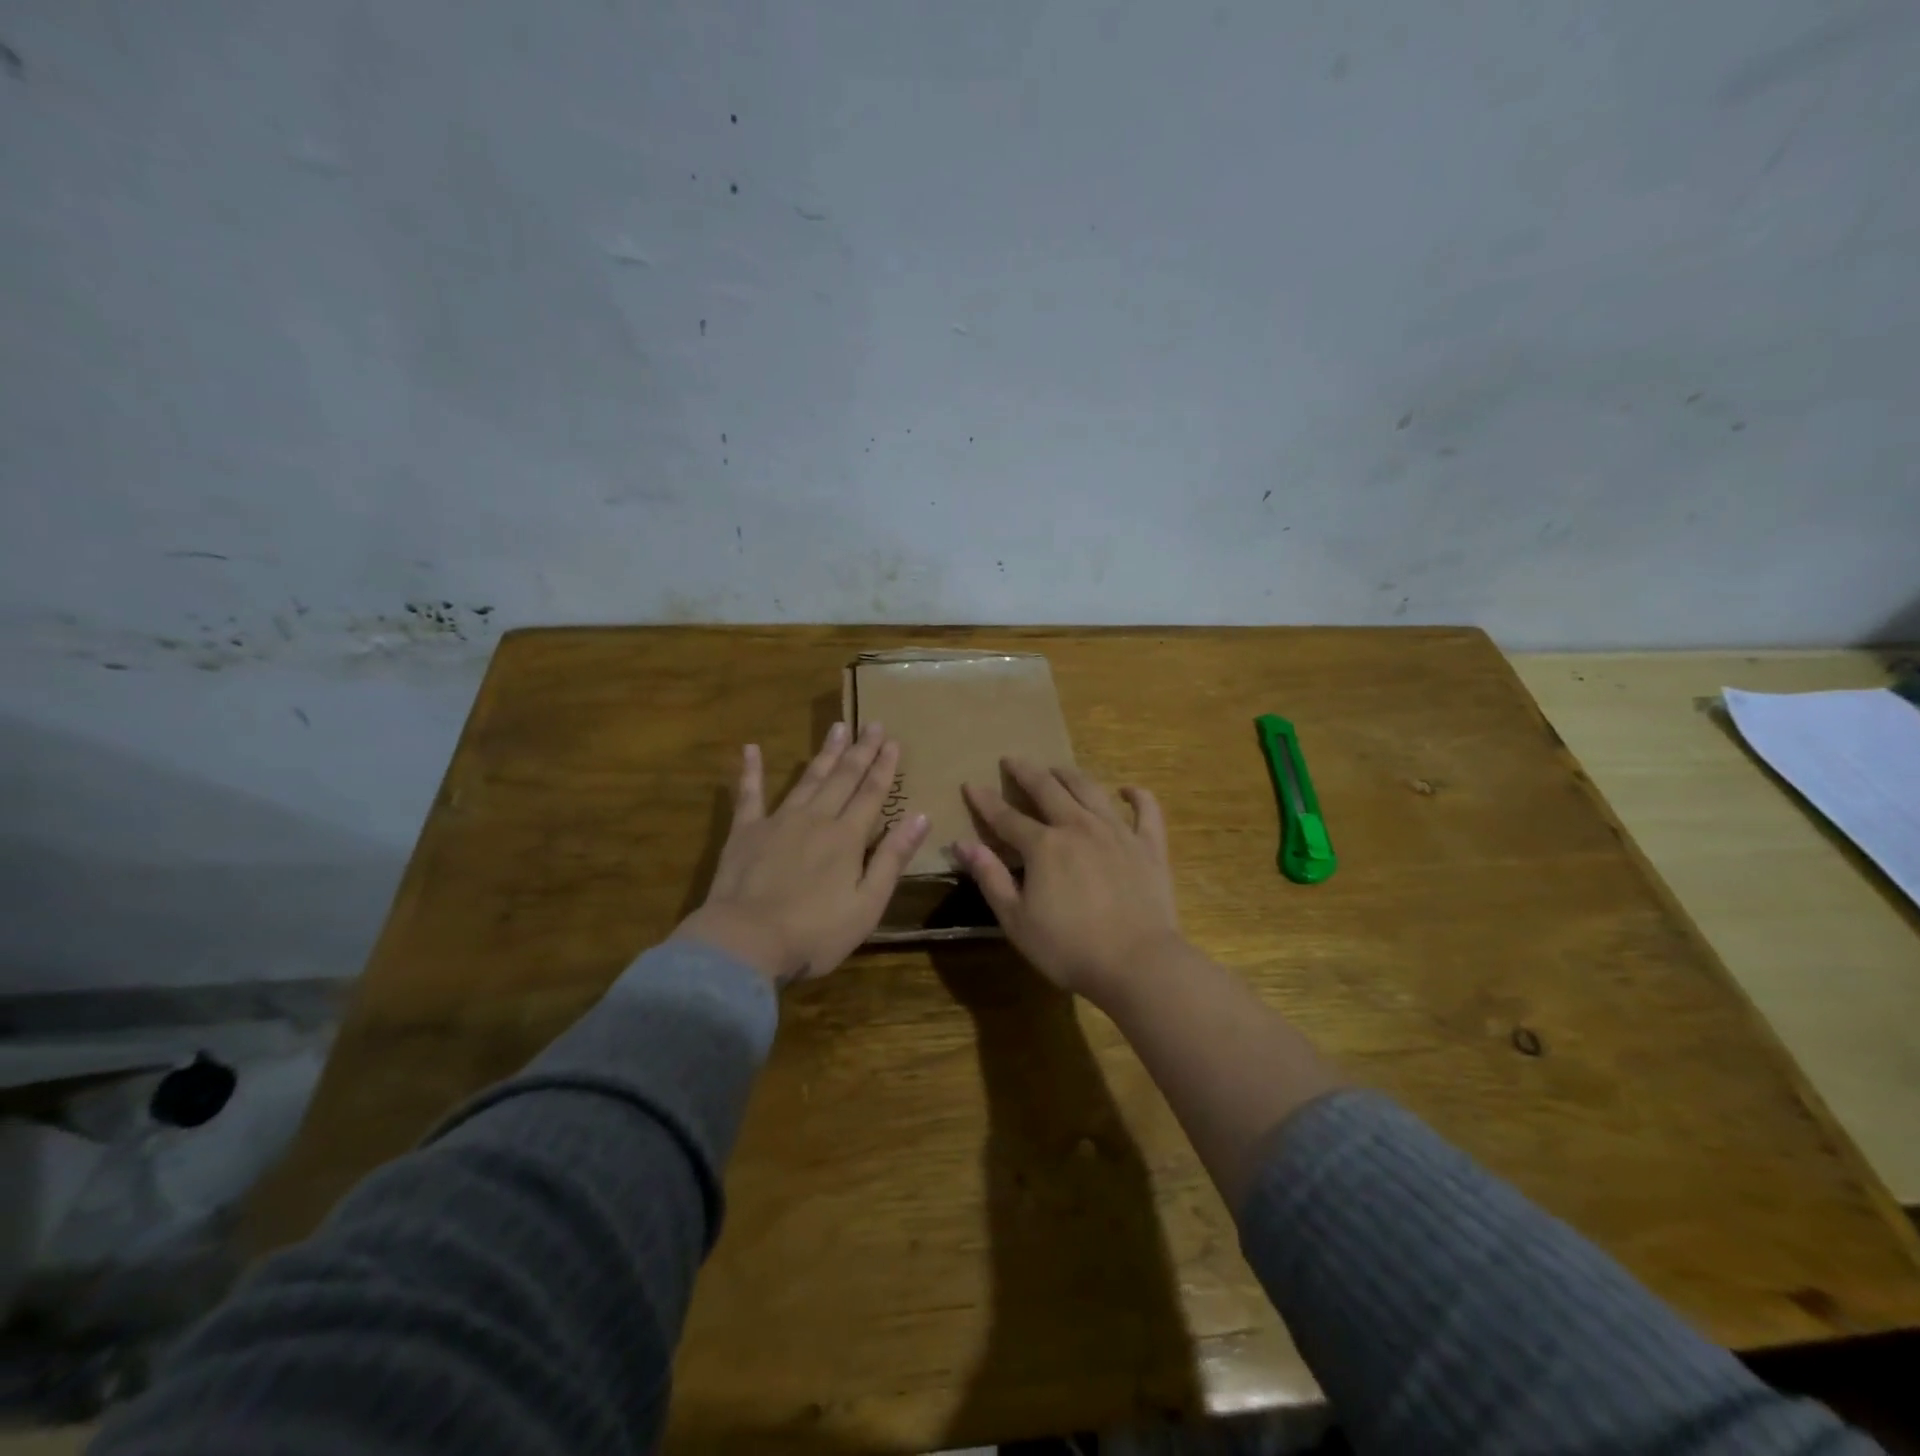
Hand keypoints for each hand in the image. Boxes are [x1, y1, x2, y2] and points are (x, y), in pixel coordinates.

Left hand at [674, 723, 929, 985]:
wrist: (745, 942)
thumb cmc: (814, 932)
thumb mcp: (867, 904)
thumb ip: (892, 858)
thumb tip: (921, 816)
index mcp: (847, 837)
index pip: (872, 793)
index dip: (884, 767)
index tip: (893, 741)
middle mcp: (816, 818)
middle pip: (843, 778)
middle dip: (861, 750)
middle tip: (872, 724)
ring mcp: (778, 821)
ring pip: (808, 779)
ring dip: (824, 753)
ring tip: (837, 727)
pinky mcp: (745, 832)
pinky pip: (749, 794)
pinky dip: (751, 770)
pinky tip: (750, 748)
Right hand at [956, 759, 1182, 1001]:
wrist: (1138, 964)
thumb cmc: (1069, 948)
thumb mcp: (1017, 920)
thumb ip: (990, 878)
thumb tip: (962, 844)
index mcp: (1044, 846)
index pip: (1007, 817)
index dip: (986, 801)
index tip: (971, 784)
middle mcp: (1079, 827)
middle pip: (1048, 789)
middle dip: (1027, 772)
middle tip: (1012, 759)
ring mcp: (1118, 832)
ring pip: (1091, 790)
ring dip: (1070, 775)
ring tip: (1057, 768)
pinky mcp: (1149, 846)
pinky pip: (1146, 811)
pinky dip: (1137, 795)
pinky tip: (1127, 789)